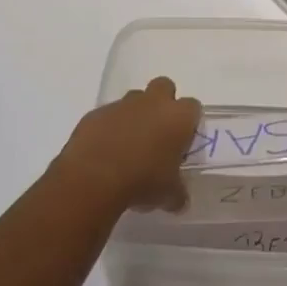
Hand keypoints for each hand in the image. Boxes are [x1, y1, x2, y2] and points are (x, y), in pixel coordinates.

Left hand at [51, 77, 202, 212]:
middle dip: (163, 103)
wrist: (94, 177)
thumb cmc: (142, 181)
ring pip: (134, 99)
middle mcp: (152, 102)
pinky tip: (105, 152)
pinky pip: (108, 115)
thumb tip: (179, 199)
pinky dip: (110, 127)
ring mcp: (122, 104)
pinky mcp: (96, 113)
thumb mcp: (168, 195)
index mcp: (177, 117)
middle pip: (164, 86)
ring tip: (129, 145)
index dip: (188, 122)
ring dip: (135, 115)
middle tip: (159, 132)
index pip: (192, 107)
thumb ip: (178, 192)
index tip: (183, 141)